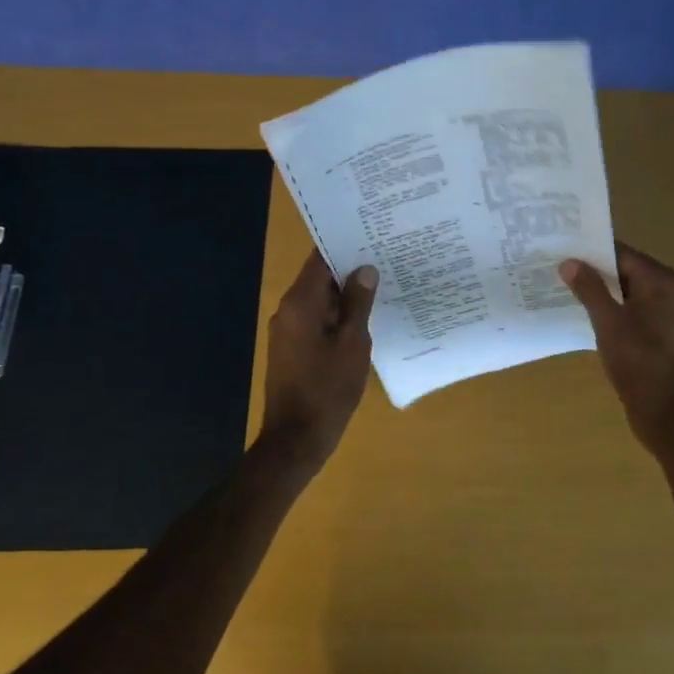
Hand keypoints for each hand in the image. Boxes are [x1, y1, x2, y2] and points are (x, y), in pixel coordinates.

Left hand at [259, 249, 378, 464]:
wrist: (296, 439)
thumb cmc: (328, 389)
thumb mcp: (353, 344)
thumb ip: (358, 304)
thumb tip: (365, 269)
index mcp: (300, 303)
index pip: (320, 259)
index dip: (344, 245)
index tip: (371, 234)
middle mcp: (288, 310)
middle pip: (319, 278)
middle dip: (350, 269)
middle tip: (385, 258)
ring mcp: (288, 331)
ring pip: (319, 300)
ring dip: (345, 294)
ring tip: (381, 284)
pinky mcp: (293, 349)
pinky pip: (316, 320)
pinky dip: (337, 315)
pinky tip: (363, 318)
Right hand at [560, 242, 673, 452]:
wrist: (666, 412)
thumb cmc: (639, 362)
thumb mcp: (609, 322)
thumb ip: (589, 288)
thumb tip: (569, 262)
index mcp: (662, 281)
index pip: (621, 253)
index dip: (590, 250)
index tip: (559, 247)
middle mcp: (668, 290)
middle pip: (623, 270)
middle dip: (591, 270)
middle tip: (554, 266)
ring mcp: (664, 313)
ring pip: (624, 291)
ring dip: (597, 290)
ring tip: (561, 286)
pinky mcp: (657, 332)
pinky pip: (628, 309)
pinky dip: (608, 308)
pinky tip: (581, 312)